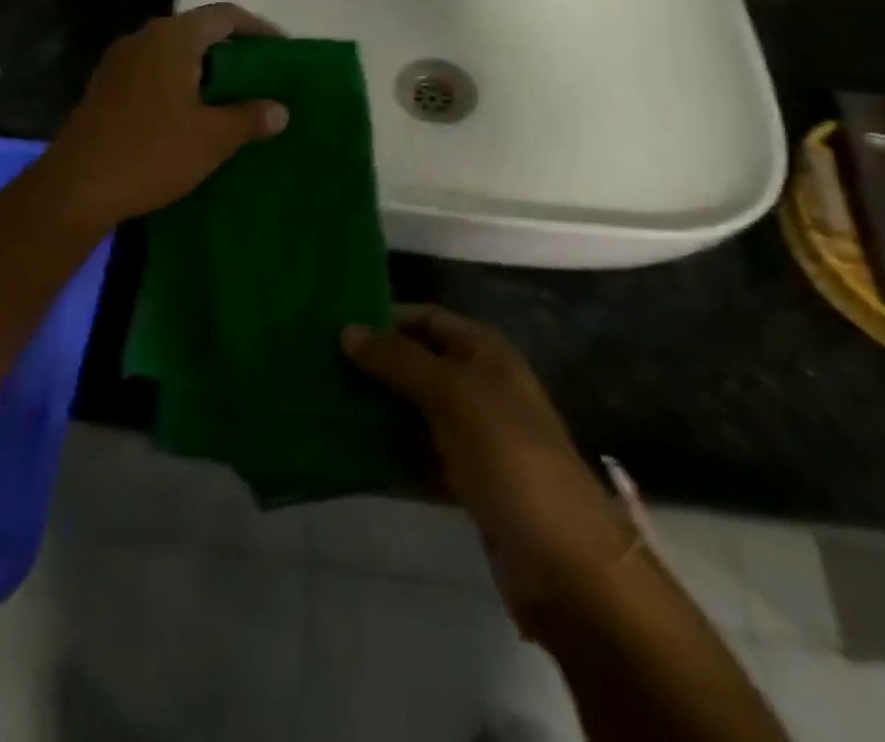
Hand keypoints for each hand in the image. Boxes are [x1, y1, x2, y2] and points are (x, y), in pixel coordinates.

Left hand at [34, 4, 288, 233]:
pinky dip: (182, 86)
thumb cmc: (150, 153)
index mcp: (171, 38)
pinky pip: (155, 74)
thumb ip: (250, 118)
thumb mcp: (212, 138)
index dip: (259, 29)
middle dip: (234, 52)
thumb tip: (279, 110)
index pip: (225, 15)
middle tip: (264, 78)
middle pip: (199, 32)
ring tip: (235, 99)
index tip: (284, 51)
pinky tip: (195, 116)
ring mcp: (120, 63)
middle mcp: (143, 39)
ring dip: (207, 72)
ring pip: (175, 55)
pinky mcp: (106, 88)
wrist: (75, 188)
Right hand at [342, 305, 632, 628]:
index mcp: (485, 354)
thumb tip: (347, 329)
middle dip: (373, 365)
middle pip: (417, 364)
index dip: (384, 317)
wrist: (566, 567)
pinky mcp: (466, 483)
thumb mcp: (453, 395)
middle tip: (318, 366)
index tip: (334, 323)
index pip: (426, 318)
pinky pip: (418, 457)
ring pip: (413, 412)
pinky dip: (389, 455)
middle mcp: (479, 387)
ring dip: (376, 410)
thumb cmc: (509, 457)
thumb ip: (399, 360)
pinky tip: (348, 455)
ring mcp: (474, 438)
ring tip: (322, 405)